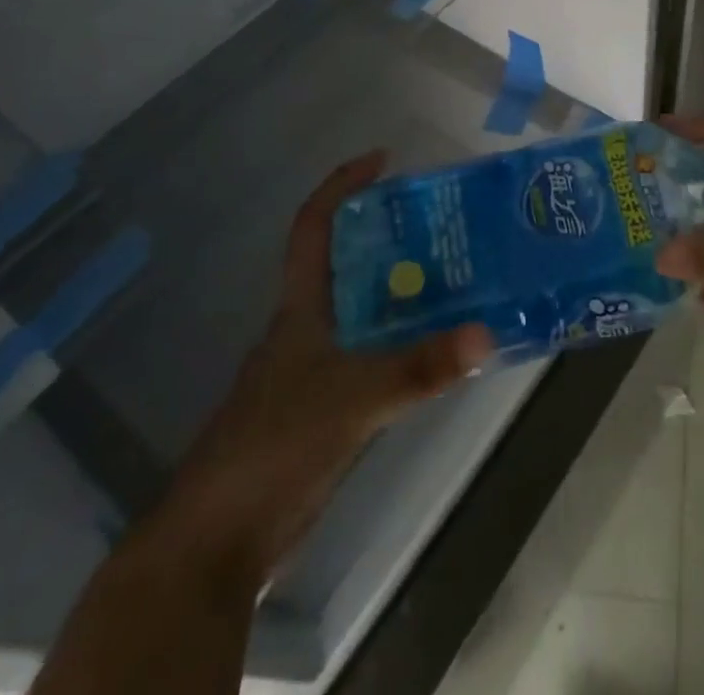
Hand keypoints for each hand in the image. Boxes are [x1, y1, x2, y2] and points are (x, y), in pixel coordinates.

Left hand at [143, 152, 492, 590]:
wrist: (216, 543)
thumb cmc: (273, 447)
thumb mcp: (352, 399)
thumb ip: (420, 368)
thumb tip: (486, 335)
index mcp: (299, 309)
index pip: (313, 227)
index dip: (343, 186)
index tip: (383, 159)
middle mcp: (306, 328)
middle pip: (346, 262)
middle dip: (389, 234)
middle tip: (444, 222)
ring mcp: (313, 370)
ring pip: (363, 310)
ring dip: (401, 289)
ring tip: (457, 274)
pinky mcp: (325, 408)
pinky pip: (372, 354)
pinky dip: (403, 340)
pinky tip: (438, 347)